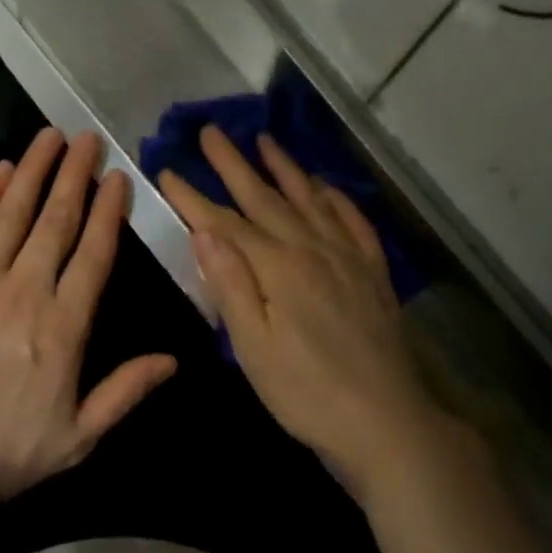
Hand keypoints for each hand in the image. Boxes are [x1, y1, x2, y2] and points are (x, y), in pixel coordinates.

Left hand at [0, 129, 176, 500]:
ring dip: (33, 170)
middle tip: (88, 139)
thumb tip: (172, 361)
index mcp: (64, 325)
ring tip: (49, 137)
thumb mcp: (75, 438)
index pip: (94, 255)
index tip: (117, 178)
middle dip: (75, 176)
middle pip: (56, 221)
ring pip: (13, 213)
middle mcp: (25, 289)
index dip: (108, 213)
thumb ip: (124, 394)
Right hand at [158, 129, 449, 500]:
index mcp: (278, 268)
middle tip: (211, 132)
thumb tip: (204, 231)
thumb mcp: (254, 348)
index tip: (167, 169)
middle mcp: (313, 250)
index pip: (226, 223)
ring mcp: (348, 259)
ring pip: (311, 201)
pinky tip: (326, 188)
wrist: (384, 420)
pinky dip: (337, 200)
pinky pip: (353, 224)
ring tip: (266, 141)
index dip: (194, 197)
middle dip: (234, 165)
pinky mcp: (372, 275)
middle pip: (267, 199)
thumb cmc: (306, 392)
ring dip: (286, 170)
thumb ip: (231, 286)